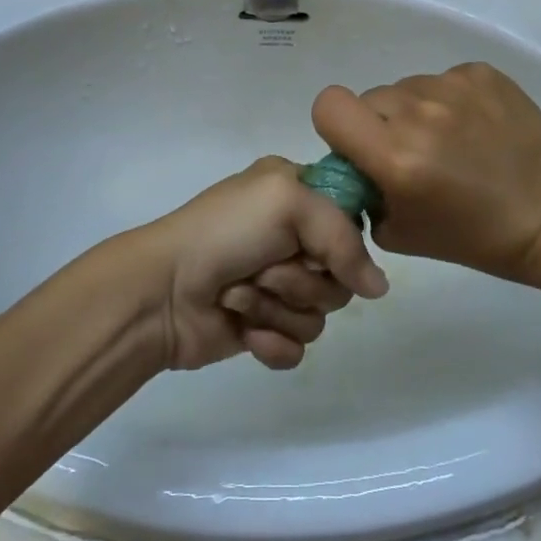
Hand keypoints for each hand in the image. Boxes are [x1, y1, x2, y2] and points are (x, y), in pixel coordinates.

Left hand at [122, 157, 388, 371]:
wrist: (162, 291)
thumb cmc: (224, 232)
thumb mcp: (287, 204)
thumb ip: (344, 238)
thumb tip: (379, 288)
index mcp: (295, 193)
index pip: (350, 218)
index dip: (342, 240)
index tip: (320, 247)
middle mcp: (290, 236)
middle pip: (339, 274)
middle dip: (301, 279)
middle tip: (265, 269)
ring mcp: (277, 285)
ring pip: (320, 314)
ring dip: (277, 308)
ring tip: (240, 296)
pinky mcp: (264, 327)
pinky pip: (299, 346)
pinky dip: (272, 342)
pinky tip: (245, 333)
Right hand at [311, 63, 540, 280]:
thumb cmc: (471, 235)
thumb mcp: (398, 233)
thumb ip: (364, 193)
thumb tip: (355, 164)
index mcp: (394, 156)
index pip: (329, 106)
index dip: (337, 125)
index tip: (359, 146)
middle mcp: (418, 112)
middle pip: (370, 98)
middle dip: (381, 123)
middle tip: (412, 153)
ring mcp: (453, 86)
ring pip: (408, 87)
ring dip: (416, 111)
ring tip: (452, 141)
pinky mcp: (481, 73)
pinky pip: (444, 79)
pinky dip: (451, 101)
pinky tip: (476, 128)